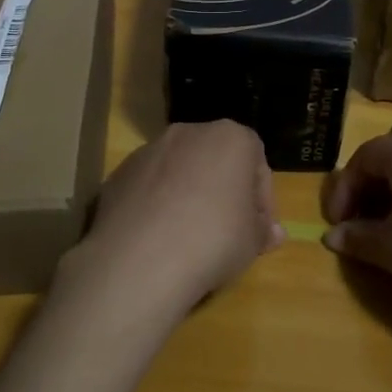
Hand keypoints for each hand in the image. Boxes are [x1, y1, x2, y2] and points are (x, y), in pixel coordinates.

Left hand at [60, 121, 281, 323]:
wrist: (141, 259)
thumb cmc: (214, 240)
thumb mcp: (252, 242)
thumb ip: (263, 231)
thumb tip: (273, 233)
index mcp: (230, 137)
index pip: (256, 160)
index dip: (261, 197)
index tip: (258, 228)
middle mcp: (188, 132)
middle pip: (215, 159)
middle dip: (223, 190)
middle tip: (227, 231)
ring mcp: (148, 150)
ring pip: (179, 170)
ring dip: (188, 195)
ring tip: (188, 237)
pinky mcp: (118, 173)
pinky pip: (148, 187)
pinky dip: (156, 205)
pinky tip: (157, 238)